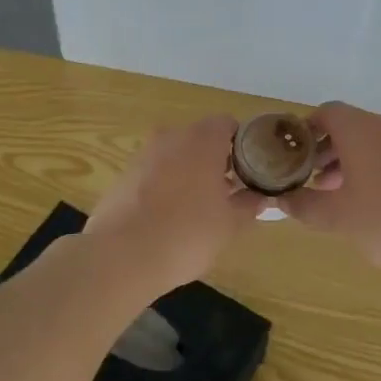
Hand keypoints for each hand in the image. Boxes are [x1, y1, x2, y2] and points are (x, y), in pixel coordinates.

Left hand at [86, 115, 262, 293]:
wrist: (120, 256)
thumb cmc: (186, 233)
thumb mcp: (229, 224)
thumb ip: (248, 205)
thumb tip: (259, 198)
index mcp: (202, 139)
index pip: (228, 125)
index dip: (241, 145)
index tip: (248, 170)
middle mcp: (171, 136)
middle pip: (200, 139)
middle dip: (214, 161)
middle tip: (226, 193)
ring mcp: (143, 154)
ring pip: (174, 156)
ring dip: (187, 174)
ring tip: (197, 210)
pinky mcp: (122, 175)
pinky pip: (153, 173)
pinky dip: (163, 187)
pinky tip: (167, 218)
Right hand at [280, 102, 380, 276]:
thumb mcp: (334, 217)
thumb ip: (303, 205)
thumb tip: (281, 201)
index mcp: (360, 128)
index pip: (326, 113)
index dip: (307, 131)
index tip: (296, 156)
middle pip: (351, 126)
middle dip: (329, 150)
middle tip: (315, 180)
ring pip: (374, 140)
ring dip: (353, 160)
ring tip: (343, 194)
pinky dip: (379, 167)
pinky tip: (376, 201)